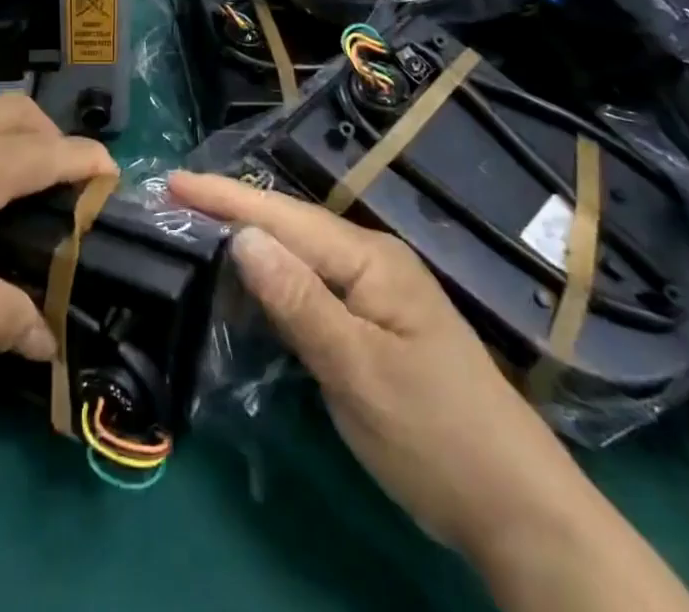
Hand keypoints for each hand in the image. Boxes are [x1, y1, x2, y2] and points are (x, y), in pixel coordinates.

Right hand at [167, 171, 584, 555]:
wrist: (517, 509)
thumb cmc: (435, 436)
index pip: (283, 217)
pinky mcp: (372, 322)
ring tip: (194, 230)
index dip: (224, 197)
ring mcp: (374, 290)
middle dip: (230, 210)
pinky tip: (245, 287)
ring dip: (247, 243)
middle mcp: (371, 260)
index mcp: (369, 259)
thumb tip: (241, 235)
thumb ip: (298, 301)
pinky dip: (271, 282)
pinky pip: (310, 286)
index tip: (172, 180)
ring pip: (298, 255)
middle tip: (173, 201)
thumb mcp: (358, 372)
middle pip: (288, 226)